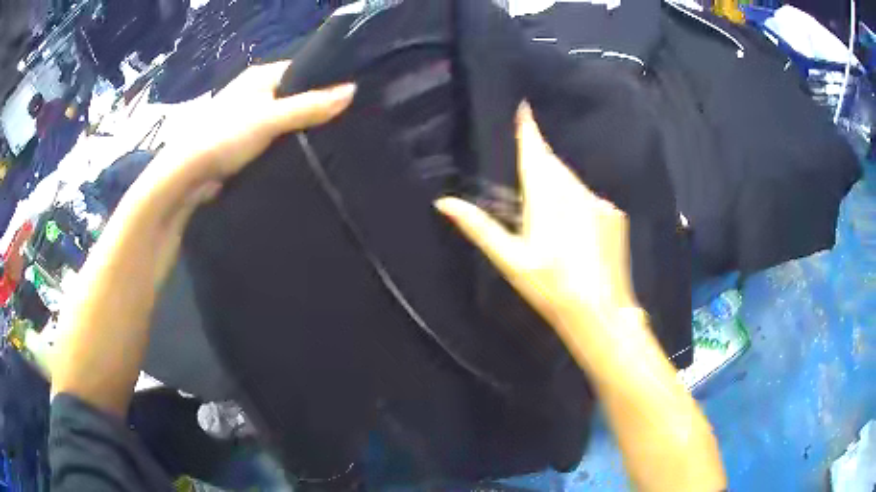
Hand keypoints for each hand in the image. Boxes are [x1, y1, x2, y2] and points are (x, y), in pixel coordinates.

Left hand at [142, 61, 355, 204]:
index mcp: (259, 76)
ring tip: (334, 139)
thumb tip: (353, 91)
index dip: (326, 81)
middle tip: (347, 122)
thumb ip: (310, 106)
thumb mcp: (270, 118)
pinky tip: (306, 154)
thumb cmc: (224, 137)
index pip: (302, 70)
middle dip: (316, 108)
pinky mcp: (245, 143)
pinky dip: (288, 145)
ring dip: (302, 130)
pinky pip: (274, 139)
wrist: (187, 177)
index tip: (353, 98)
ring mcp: (248, 119)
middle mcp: (254, 92)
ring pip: (285, 120)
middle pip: (294, 96)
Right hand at [435, 103, 636, 329]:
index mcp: (546, 196)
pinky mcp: (616, 215)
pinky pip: (591, 199)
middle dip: (540, 161)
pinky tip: (578, 233)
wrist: (600, 311)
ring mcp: (599, 202)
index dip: (528, 128)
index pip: (534, 151)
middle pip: (553, 165)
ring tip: (551, 216)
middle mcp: (575, 190)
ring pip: (573, 182)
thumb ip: (479, 226)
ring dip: (559, 187)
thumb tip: (444, 201)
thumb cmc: (549, 286)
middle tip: (527, 176)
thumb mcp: (510, 259)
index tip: (524, 106)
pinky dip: (580, 205)